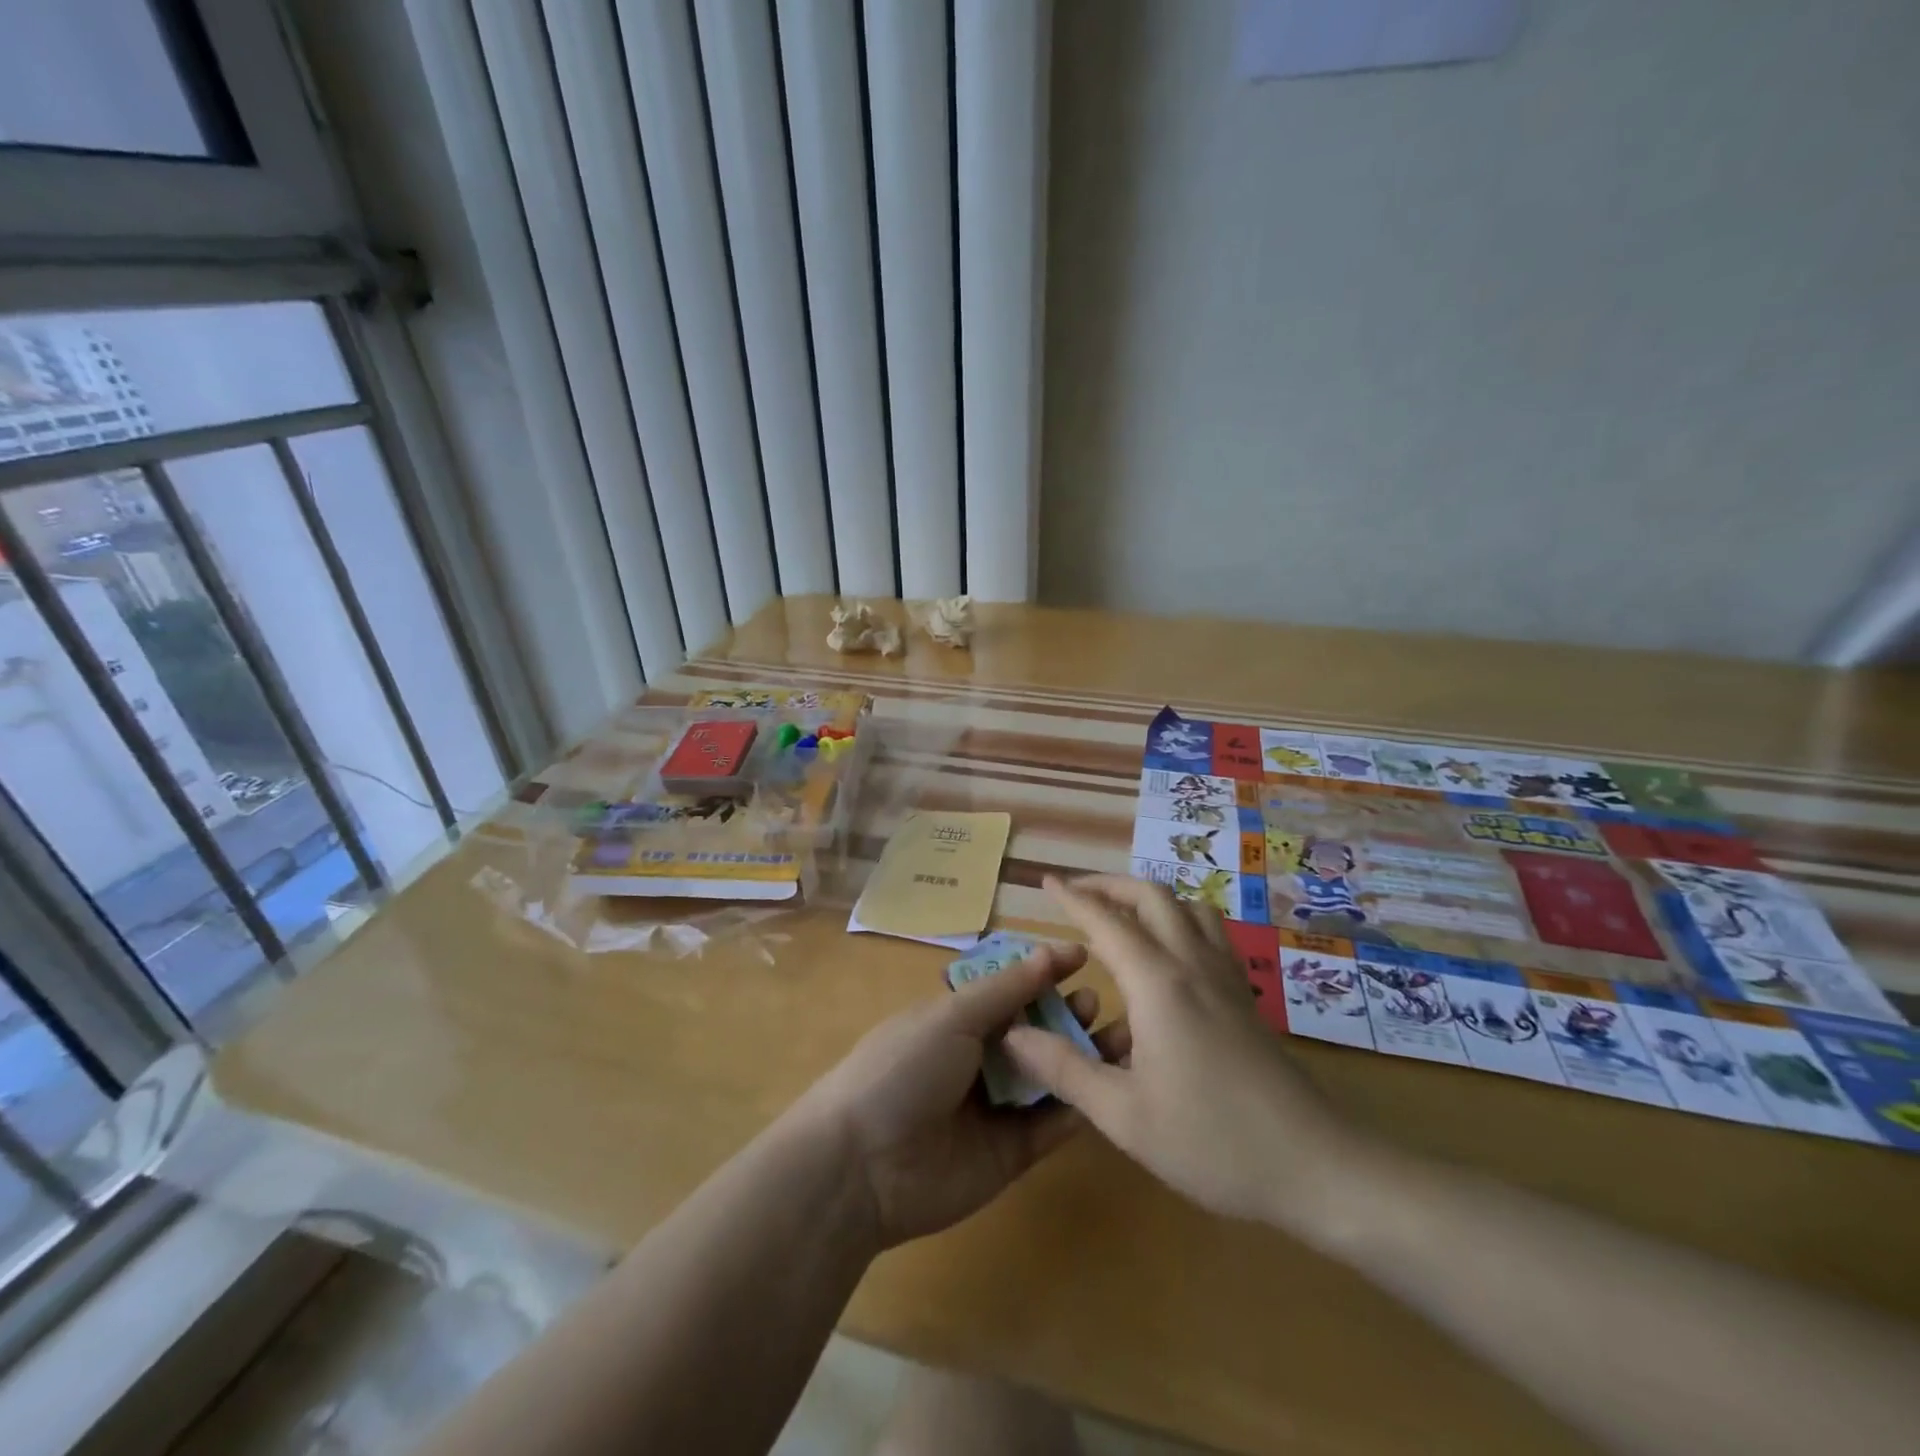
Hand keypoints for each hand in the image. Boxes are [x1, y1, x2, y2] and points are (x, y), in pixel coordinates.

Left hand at [792, 941, 1127, 1248]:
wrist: (863, 1165)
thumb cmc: (904, 1068)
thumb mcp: (952, 1016)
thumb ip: (1007, 988)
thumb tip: (1052, 950)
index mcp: (957, 1019)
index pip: (1010, 988)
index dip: (1043, 972)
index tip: (1084, 957)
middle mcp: (979, 1057)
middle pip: (1034, 1031)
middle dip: (1067, 1014)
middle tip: (1096, 1004)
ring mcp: (996, 1106)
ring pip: (1049, 1075)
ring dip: (1082, 1056)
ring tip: (1119, 1037)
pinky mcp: (1011, 1152)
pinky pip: (1051, 1124)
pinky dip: (1077, 1104)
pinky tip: (1107, 1085)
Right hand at [1002, 875, 1364, 1232]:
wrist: (1316, 1166)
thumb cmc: (1212, 1142)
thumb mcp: (1124, 1116)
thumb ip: (1064, 1070)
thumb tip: (1014, 1035)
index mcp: (1157, 983)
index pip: (1106, 920)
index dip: (1073, 897)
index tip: (1045, 881)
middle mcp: (1192, 964)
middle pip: (1152, 896)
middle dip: (1110, 885)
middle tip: (1077, 893)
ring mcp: (1226, 976)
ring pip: (1188, 906)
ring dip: (1150, 898)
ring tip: (1122, 916)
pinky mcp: (1246, 995)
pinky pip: (1210, 932)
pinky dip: (1181, 920)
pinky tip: (1170, 954)